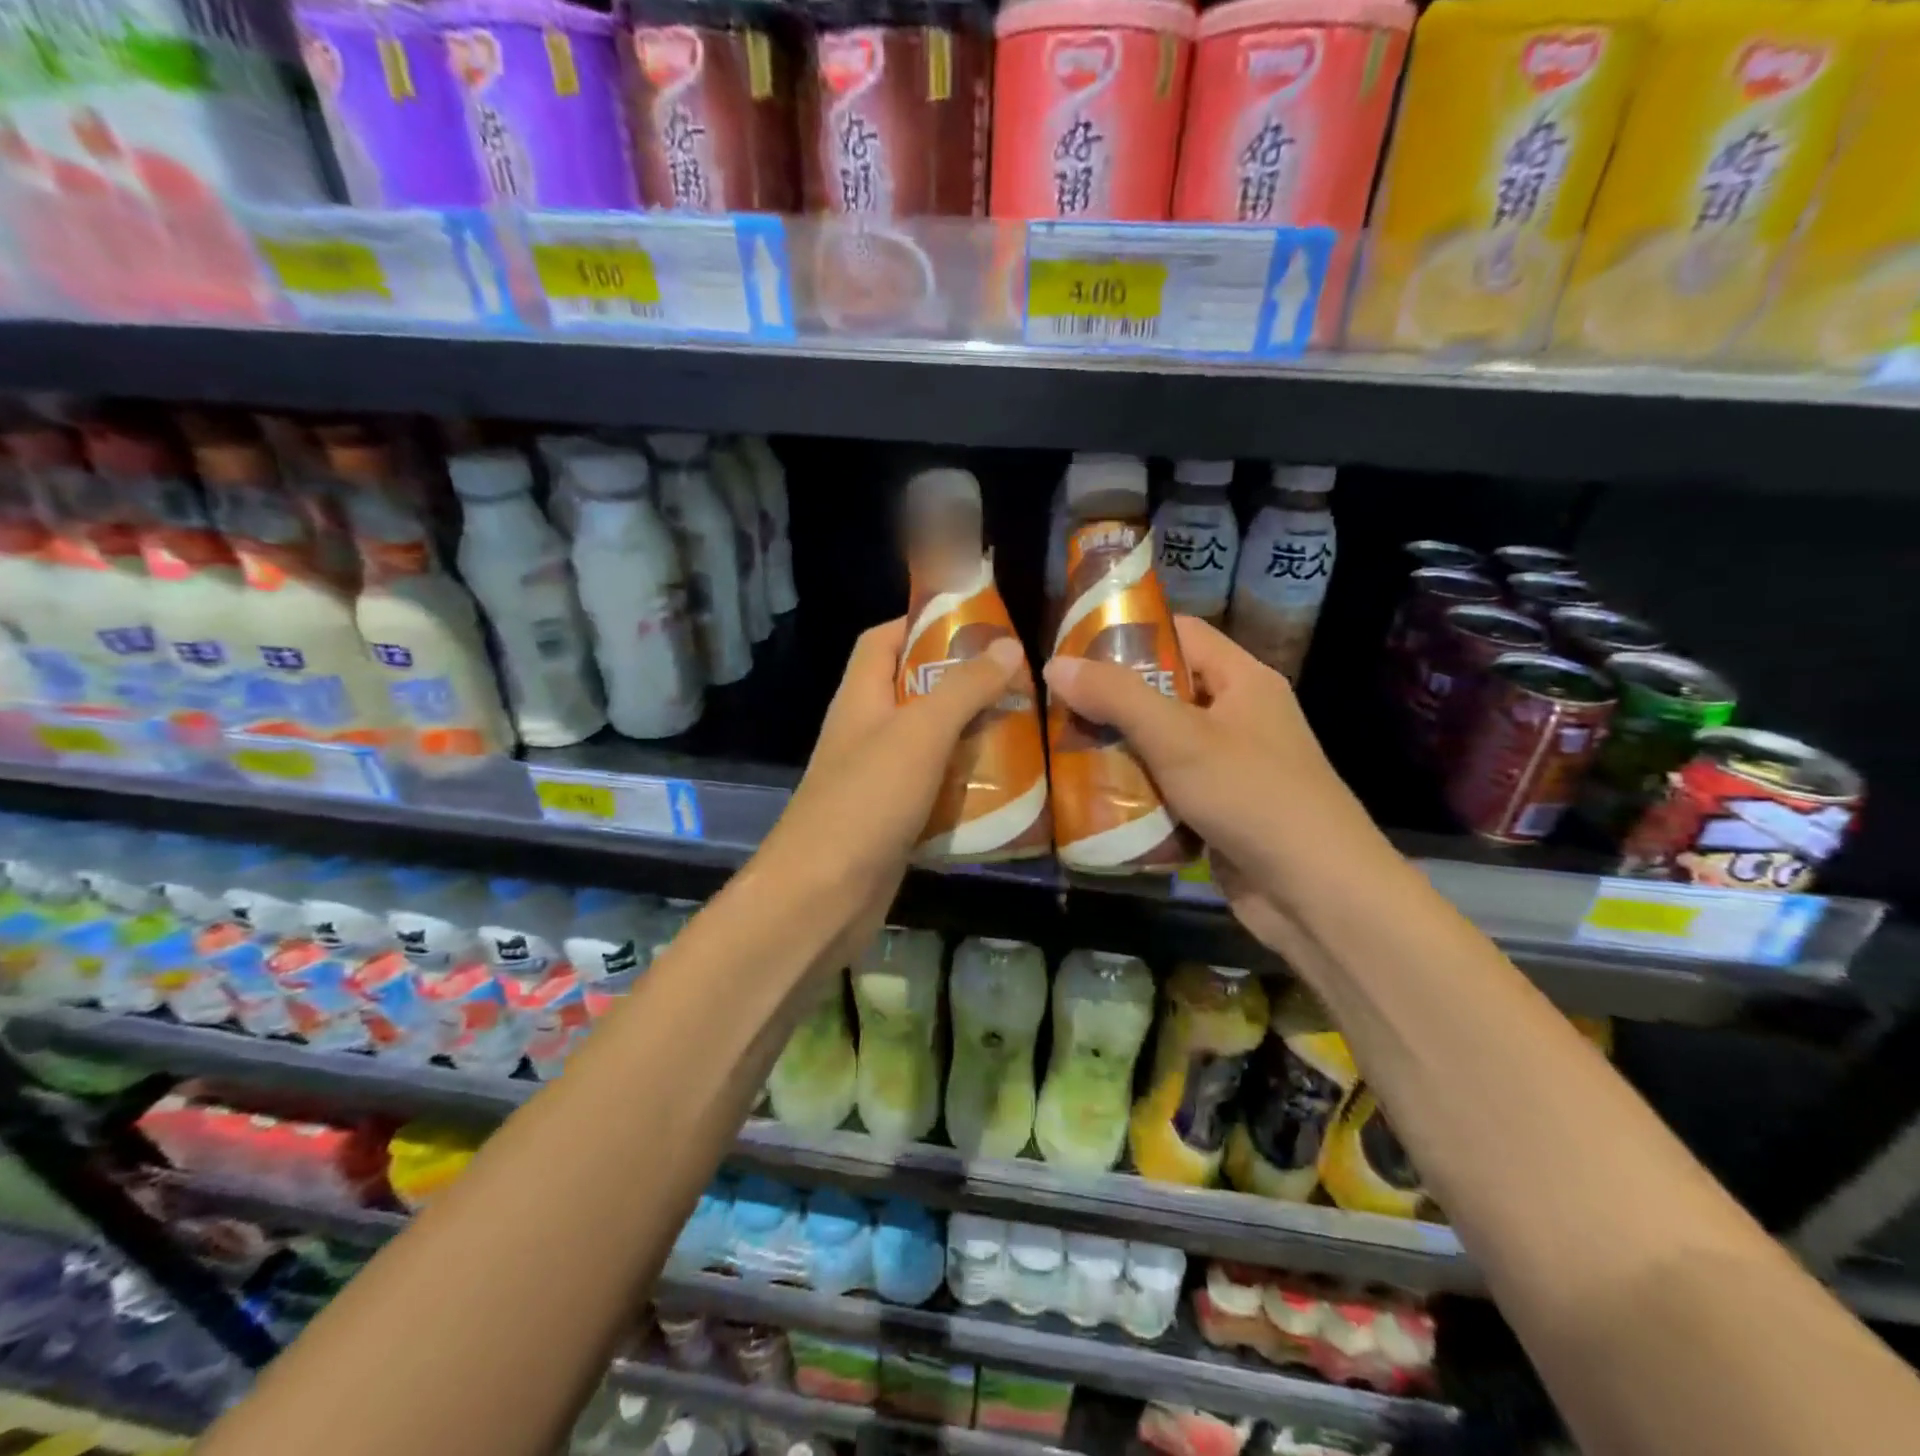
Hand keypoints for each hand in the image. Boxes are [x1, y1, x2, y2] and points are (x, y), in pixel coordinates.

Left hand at [762, 620, 1025, 961]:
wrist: (822, 896)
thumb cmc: (866, 800)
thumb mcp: (920, 733)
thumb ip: (963, 688)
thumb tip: (1007, 644)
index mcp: (860, 696)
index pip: (883, 639)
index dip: (922, 623)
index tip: (977, 625)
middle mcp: (865, 731)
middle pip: (913, 690)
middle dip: (962, 683)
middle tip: (1017, 682)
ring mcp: (876, 778)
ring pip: (929, 743)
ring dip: (970, 735)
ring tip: (1024, 728)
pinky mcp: (892, 819)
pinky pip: (934, 788)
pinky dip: (965, 783)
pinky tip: (1006, 787)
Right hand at [1040, 616, 1378, 952]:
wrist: (1316, 893)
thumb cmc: (1251, 796)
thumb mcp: (1179, 738)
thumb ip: (1117, 697)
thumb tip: (1055, 665)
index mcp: (1243, 680)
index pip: (1181, 634)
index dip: (1130, 633)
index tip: (1074, 649)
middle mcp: (1238, 716)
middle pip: (1165, 690)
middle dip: (1112, 699)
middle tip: (1057, 706)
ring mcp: (1230, 766)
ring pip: (1162, 742)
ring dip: (1118, 748)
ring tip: (1062, 748)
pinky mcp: (1219, 809)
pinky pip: (1167, 786)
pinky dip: (1135, 788)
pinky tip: (1092, 796)